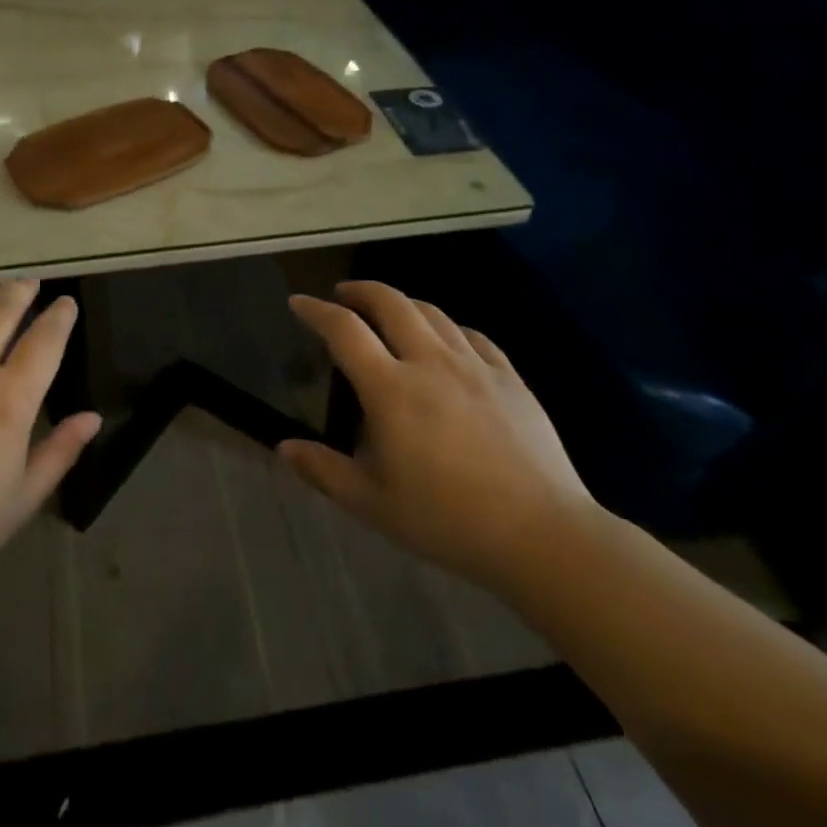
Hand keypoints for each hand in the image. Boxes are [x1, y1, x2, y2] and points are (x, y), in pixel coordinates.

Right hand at [280, 281, 594, 592]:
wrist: (543, 536)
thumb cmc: (447, 521)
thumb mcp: (373, 504)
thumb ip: (324, 471)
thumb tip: (283, 448)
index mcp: (390, 389)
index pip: (344, 330)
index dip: (316, 310)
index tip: (299, 302)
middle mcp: (429, 362)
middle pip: (390, 303)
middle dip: (360, 290)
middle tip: (343, 295)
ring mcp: (474, 366)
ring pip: (432, 312)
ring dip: (402, 304)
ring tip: (389, 313)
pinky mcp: (509, 378)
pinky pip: (472, 335)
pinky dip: (448, 327)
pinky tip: (447, 341)